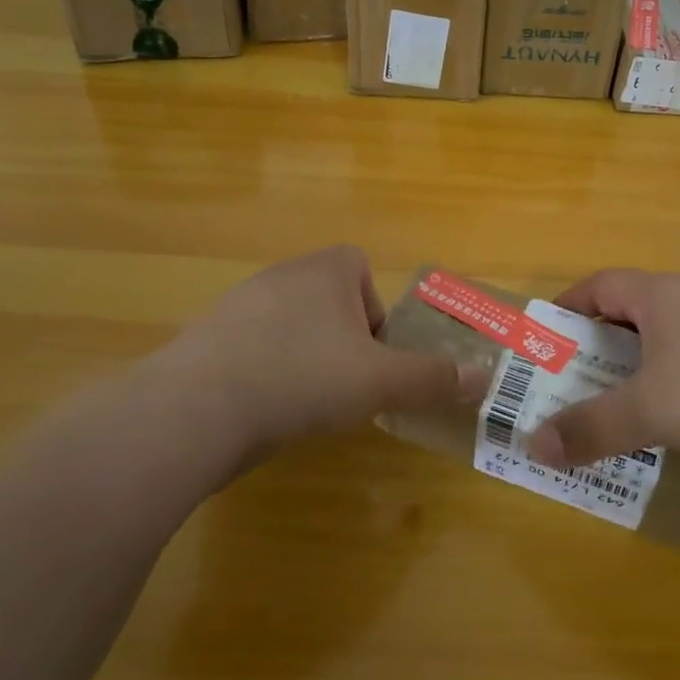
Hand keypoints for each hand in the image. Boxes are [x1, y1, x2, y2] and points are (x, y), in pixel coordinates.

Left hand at [139, 246, 486, 464]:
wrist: (195, 411)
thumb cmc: (302, 377)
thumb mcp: (380, 381)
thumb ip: (433, 378)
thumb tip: (485, 378)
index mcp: (325, 270)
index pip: (360, 268)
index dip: (375, 310)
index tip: (375, 355)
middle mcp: (281, 275)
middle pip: (329, 301)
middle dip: (344, 341)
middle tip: (349, 385)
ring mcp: (237, 306)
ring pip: (290, 327)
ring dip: (305, 358)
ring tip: (308, 403)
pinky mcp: (206, 340)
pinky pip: (252, 350)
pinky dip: (266, 374)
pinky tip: (265, 412)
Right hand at [527, 268, 679, 468]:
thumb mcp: (649, 412)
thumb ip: (591, 428)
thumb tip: (534, 445)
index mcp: (662, 294)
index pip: (601, 283)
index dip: (570, 304)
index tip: (552, 332)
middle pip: (640, 303)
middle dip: (611, 336)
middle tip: (592, 373)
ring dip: (657, 352)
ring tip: (646, 392)